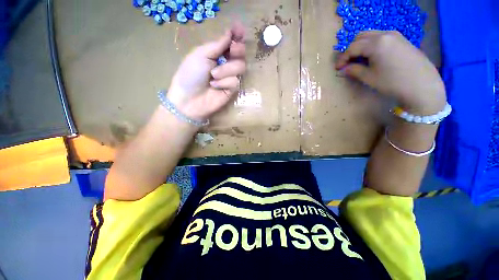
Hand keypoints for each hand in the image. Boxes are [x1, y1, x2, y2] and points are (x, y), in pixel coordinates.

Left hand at [167, 24, 246, 121]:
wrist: (189, 99)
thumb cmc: (190, 74)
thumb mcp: (201, 54)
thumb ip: (217, 45)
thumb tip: (230, 33)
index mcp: (216, 53)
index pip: (231, 42)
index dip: (237, 35)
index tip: (240, 29)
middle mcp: (225, 64)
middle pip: (241, 53)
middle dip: (238, 50)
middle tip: (232, 50)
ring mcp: (230, 77)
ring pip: (240, 67)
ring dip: (226, 70)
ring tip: (213, 76)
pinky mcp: (232, 90)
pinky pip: (235, 81)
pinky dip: (224, 83)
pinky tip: (215, 86)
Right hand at [335, 31, 445, 114]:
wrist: (422, 85)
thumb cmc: (392, 82)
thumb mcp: (369, 78)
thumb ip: (353, 70)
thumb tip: (343, 69)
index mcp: (376, 43)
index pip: (353, 47)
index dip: (342, 58)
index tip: (337, 68)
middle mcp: (385, 34)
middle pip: (361, 37)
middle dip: (351, 49)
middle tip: (347, 63)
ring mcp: (395, 35)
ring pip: (371, 35)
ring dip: (361, 46)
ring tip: (358, 60)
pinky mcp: (402, 40)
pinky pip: (381, 38)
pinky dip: (372, 45)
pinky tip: (372, 57)